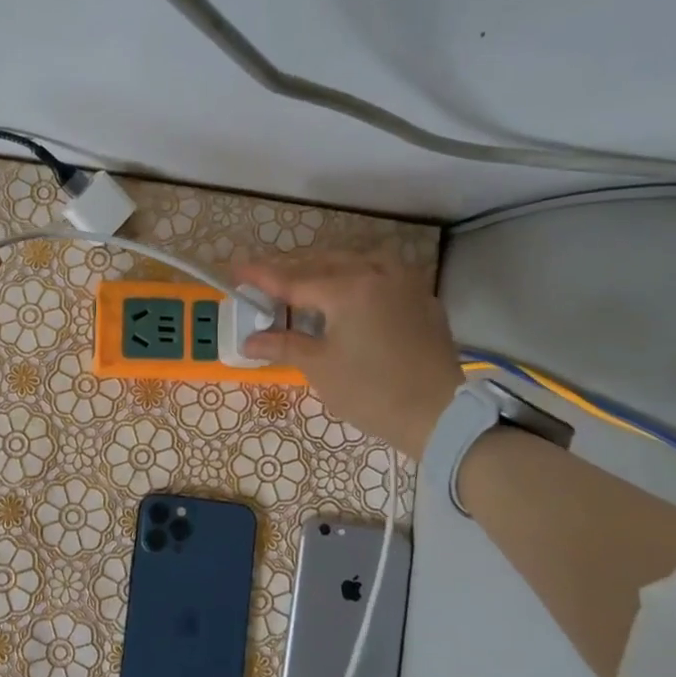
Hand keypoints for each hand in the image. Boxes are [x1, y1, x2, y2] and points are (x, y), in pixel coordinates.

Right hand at [233, 249, 462, 455]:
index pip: (293, 280)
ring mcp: (406, 285)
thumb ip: (283, 345)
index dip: (262, 276)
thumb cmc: (371, 392)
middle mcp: (377, 276)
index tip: (237, 269)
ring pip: (361, 261)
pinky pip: (387, 275)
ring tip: (311, 284)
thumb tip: (248, 341)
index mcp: (347, 290)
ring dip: (331, 268)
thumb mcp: (320, 368)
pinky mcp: (424, 301)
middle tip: (269, 284)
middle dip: (294, 270)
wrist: (439, 415)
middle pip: (325, 264)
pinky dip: (362, 277)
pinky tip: (355, 296)